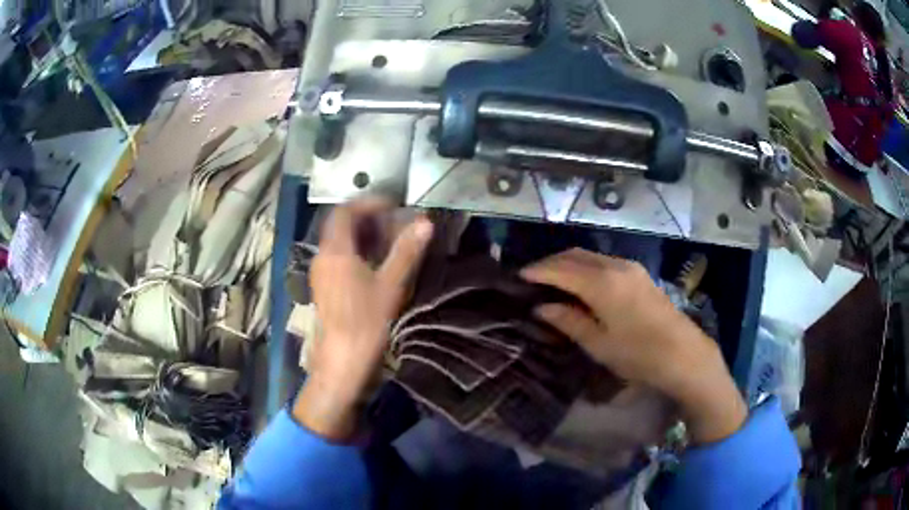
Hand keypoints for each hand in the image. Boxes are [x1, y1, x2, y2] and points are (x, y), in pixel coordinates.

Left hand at [294, 199, 432, 440]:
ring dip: (362, 235)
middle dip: (366, 218)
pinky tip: (374, 264)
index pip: (345, 212)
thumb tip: (425, 223)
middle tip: (394, 222)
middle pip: (340, 225)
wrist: (341, 361)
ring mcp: (320, 273)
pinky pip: (337, 257)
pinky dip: (355, 251)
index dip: (368, 203)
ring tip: (389, 240)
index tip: (392, 205)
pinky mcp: (323, 287)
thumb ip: (406, 251)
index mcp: (335, 252)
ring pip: (338, 242)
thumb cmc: (365, 322)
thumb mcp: (390, 285)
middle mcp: (322, 257)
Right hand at [521, 248, 746, 443]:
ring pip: (590, 256)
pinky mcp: (640, 275)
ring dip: (569, 264)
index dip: (537, 271)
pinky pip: (605, 262)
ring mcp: (631, 268)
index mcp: (602, 283)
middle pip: (575, 255)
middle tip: (532, 278)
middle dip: (551, 263)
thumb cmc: (638, 354)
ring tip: (553, 281)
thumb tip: (541, 307)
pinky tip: (582, 284)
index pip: (560, 269)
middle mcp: (615, 267)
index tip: (518, 276)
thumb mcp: (599, 344)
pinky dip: (587, 268)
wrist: (684, 354)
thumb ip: (569, 321)